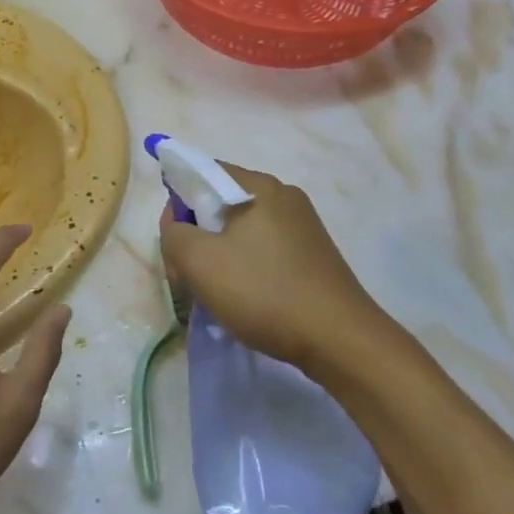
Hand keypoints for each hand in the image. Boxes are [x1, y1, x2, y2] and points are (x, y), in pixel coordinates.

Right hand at [159, 164, 388, 373]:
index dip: (177, 203)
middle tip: (189, 278)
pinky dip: (244, 268)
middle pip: (220, 204)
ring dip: (218, 258)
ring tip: (215, 295)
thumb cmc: (264, 292)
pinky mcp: (312, 255)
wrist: (339, 340)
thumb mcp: (200, 262)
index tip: (174, 243)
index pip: (202, 173)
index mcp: (259, 186)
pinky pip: (263, 250)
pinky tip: (244, 300)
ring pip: (240, 231)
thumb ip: (174, 234)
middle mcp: (284, 196)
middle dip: (196, 237)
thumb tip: (178, 225)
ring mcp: (302, 226)